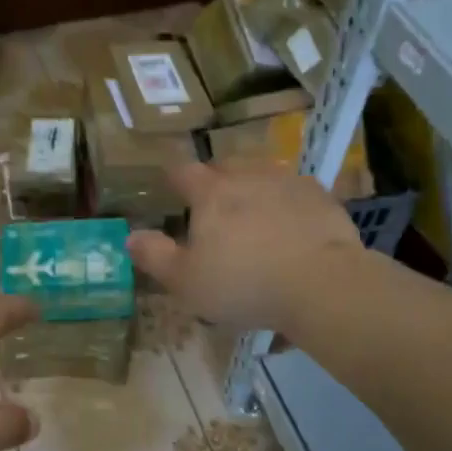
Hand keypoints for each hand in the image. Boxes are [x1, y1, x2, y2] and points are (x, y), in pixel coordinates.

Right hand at [126, 160, 363, 332]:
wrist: (321, 283)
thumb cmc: (243, 284)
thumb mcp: (186, 282)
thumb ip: (155, 257)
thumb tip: (130, 237)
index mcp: (210, 193)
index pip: (183, 172)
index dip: (174, 178)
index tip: (171, 186)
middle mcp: (248, 176)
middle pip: (225, 166)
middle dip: (215, 179)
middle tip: (213, 203)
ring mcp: (288, 182)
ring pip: (263, 173)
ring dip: (253, 186)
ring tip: (253, 210)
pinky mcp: (321, 196)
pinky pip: (296, 190)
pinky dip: (288, 201)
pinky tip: (291, 223)